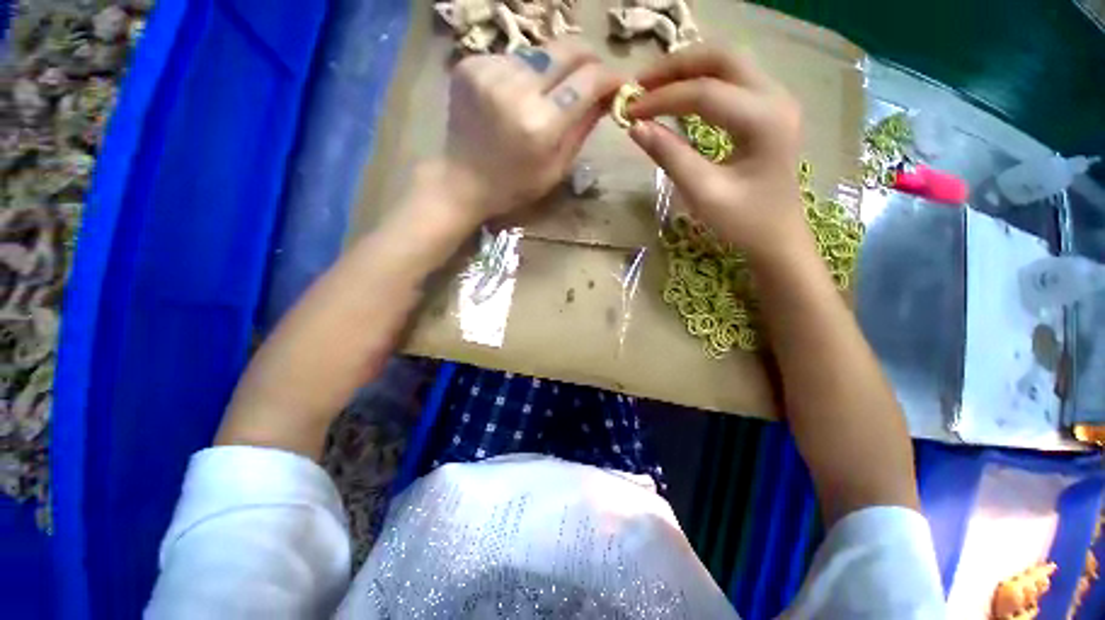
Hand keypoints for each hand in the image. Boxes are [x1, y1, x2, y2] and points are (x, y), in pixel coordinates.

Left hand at [442, 40, 620, 220]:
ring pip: (539, 52)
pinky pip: (512, 57)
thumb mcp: (556, 169)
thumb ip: (583, 128)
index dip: (610, 77)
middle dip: (588, 59)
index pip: (588, 80)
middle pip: (566, 49)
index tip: (618, 82)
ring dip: (552, 69)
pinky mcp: (470, 64)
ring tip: (547, 93)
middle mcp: (516, 90)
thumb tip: (606, 95)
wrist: (462, 180)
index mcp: (541, 125)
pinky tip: (516, 95)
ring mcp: (489, 72)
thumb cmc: (515, 185)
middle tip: (591, 75)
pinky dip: (523, 73)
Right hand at [627, 48, 807, 262]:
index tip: (628, 112)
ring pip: (727, 64)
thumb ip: (670, 156)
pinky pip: (732, 80)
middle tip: (639, 85)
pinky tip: (678, 95)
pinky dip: (700, 81)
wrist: (777, 236)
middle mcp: (776, 97)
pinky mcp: (768, 109)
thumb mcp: (702, 193)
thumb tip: (636, 128)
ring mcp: (775, 99)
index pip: (705, 93)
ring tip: (652, 87)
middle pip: (722, 58)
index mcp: (764, 120)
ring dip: (687, 70)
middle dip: (675, 67)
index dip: (661, 99)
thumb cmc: (742, 221)